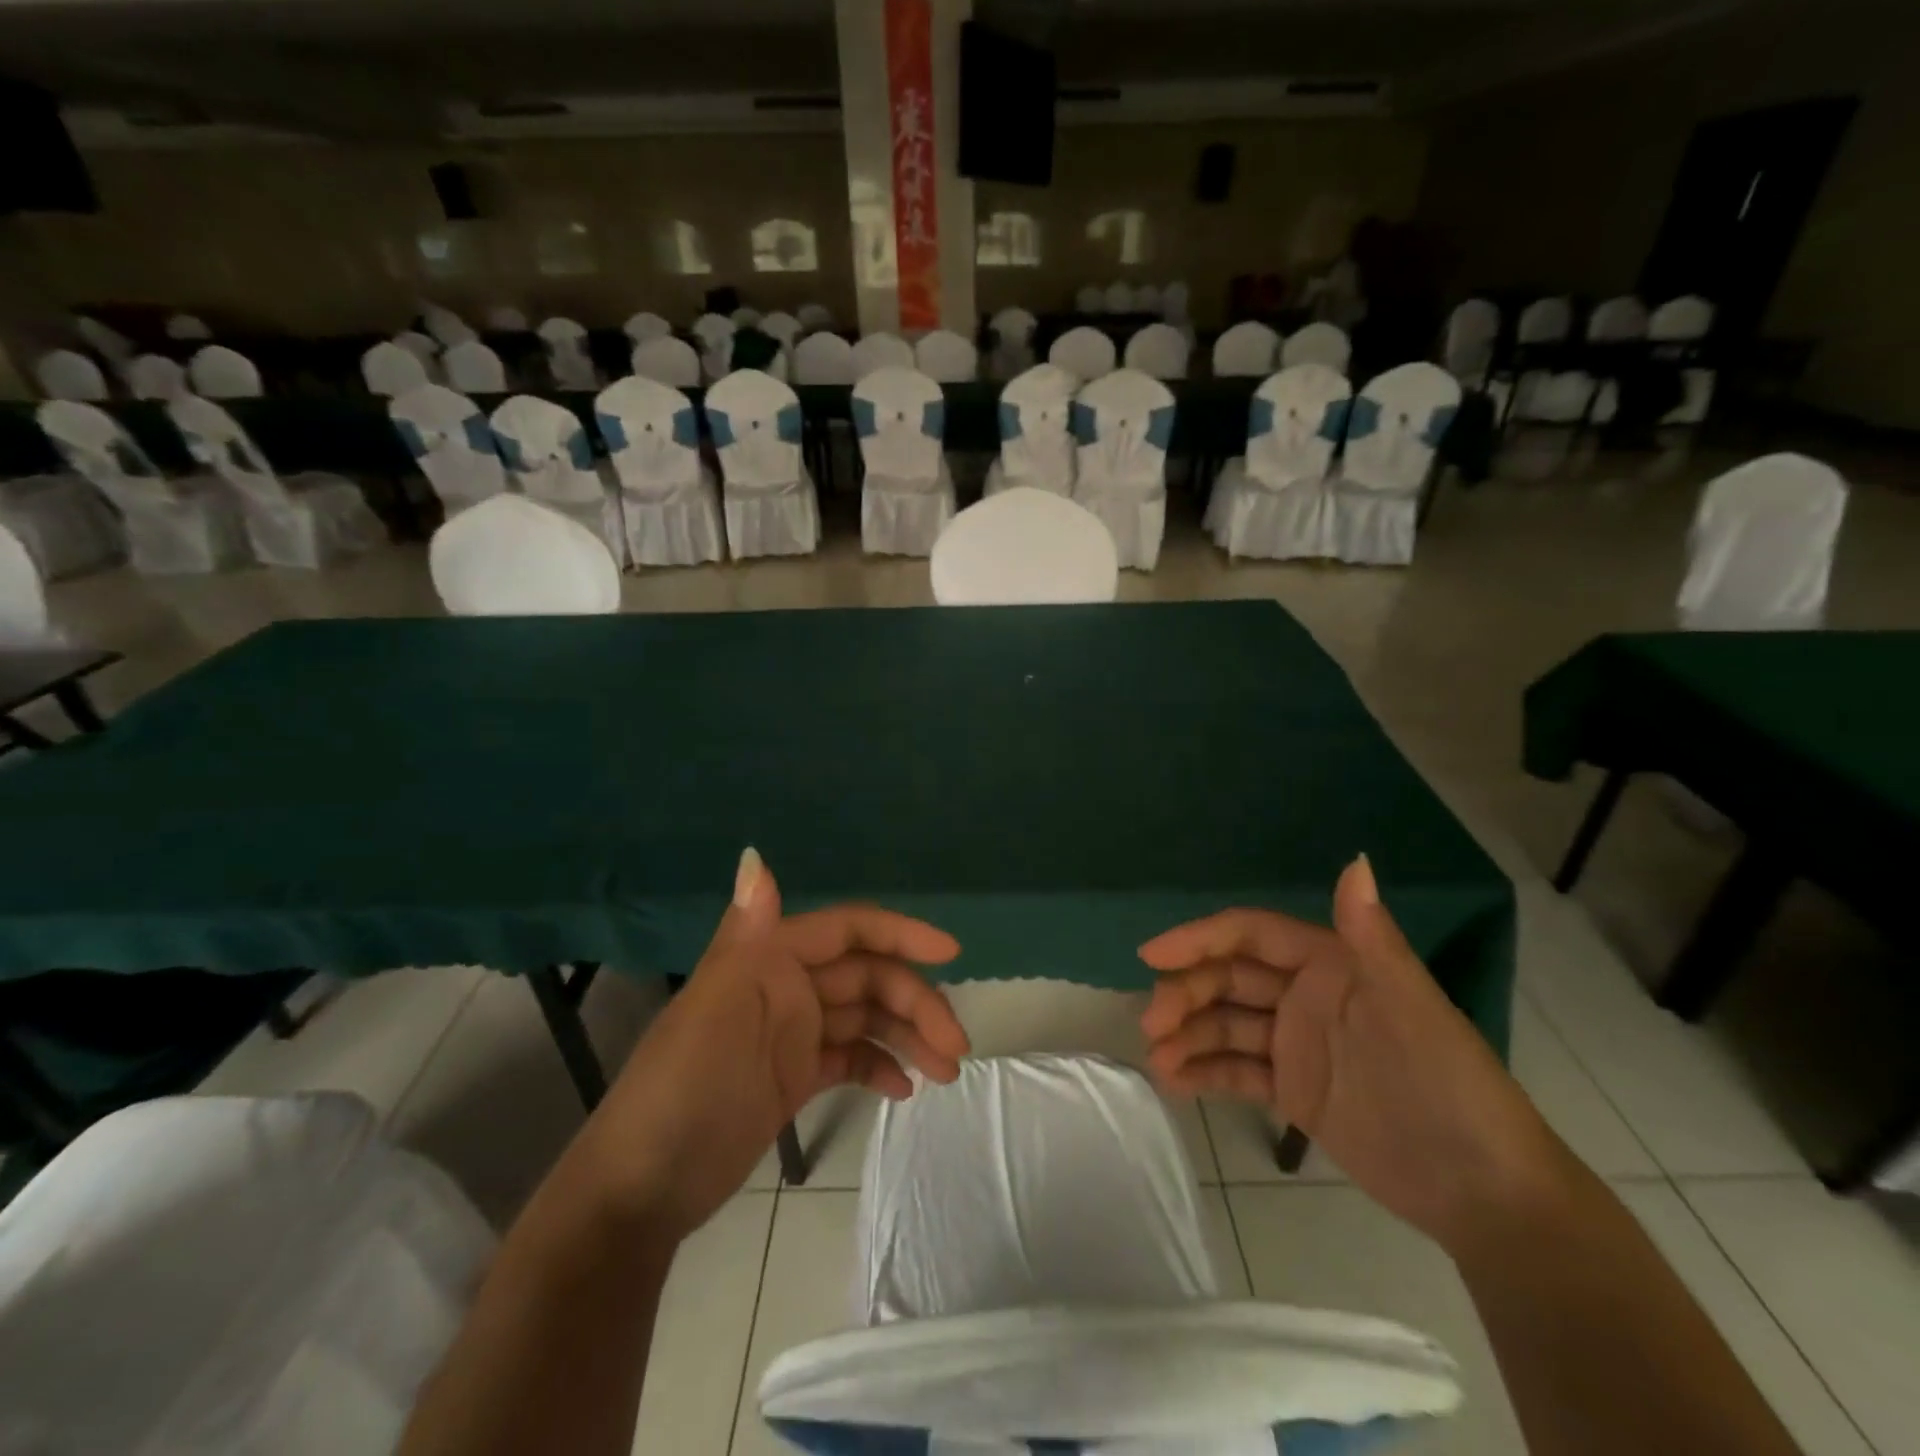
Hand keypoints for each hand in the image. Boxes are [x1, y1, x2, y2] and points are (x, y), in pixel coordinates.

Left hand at [577, 848, 966, 1237]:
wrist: (640, 1191)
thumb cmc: (684, 1088)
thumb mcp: (716, 1007)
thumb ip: (746, 932)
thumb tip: (754, 854)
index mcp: (769, 957)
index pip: (848, 930)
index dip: (900, 934)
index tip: (950, 954)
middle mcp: (785, 986)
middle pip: (868, 978)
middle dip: (916, 1003)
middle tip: (956, 1046)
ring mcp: (791, 1033)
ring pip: (866, 1017)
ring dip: (908, 1037)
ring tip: (944, 1072)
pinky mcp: (793, 1076)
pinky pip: (849, 1056)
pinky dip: (878, 1066)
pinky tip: (903, 1090)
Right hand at [1139, 855, 1566, 1253]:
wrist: (1483, 1192)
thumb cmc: (1447, 1085)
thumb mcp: (1410, 1008)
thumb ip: (1371, 938)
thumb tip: (1355, 860)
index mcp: (1331, 964)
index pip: (1250, 936)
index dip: (1199, 939)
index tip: (1152, 956)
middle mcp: (1305, 996)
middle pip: (1227, 980)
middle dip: (1185, 994)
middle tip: (1151, 1023)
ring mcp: (1296, 1044)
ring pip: (1225, 1025)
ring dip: (1186, 1036)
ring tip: (1156, 1061)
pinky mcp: (1293, 1091)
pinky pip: (1237, 1071)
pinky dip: (1203, 1073)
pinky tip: (1174, 1083)